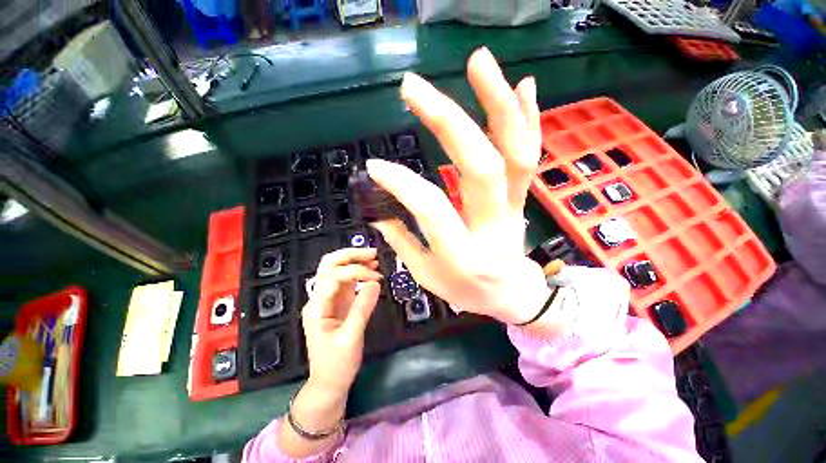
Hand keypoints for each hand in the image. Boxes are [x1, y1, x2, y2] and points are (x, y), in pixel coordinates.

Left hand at [301, 248, 381, 393]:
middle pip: (329, 265)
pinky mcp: (339, 303)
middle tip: (372, 254)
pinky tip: (371, 271)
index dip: (356, 272)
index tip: (376, 278)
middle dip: (350, 255)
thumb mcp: (351, 338)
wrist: (330, 382)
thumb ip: (362, 308)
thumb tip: (375, 283)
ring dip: (355, 261)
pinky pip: (347, 281)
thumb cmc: (337, 364)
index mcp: (317, 307)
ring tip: (375, 259)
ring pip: (338, 270)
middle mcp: (320, 298)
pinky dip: (359, 273)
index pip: (333, 276)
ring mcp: (329, 299)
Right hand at [367, 47, 552, 326]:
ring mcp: (514, 207)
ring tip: (477, 61)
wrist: (513, 295)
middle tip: (413, 86)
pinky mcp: (523, 197)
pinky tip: (521, 84)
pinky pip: (529, 155)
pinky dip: (527, 117)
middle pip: (479, 166)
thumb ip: (402, 241)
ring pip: (514, 152)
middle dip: (447, 121)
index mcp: (464, 254)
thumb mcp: (427, 276)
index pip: (432, 208)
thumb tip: (376, 208)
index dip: (401, 183)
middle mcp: (494, 226)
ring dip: (497, 103)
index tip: (375, 166)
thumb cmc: (467, 291)